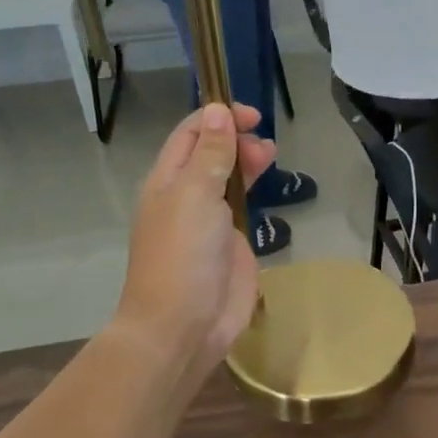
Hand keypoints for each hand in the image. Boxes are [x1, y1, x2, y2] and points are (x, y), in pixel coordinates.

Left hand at [115, 104, 276, 387]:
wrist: (184, 325)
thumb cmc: (183, 256)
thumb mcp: (195, 195)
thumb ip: (210, 154)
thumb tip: (217, 112)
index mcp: (167, 181)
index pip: (190, 135)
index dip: (217, 117)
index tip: (251, 114)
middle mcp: (186, 197)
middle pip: (210, 154)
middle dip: (235, 139)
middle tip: (263, 142)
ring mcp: (209, 223)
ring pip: (228, 180)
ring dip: (246, 162)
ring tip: (270, 156)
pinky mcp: (231, 246)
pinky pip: (242, 210)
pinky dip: (254, 193)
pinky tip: (269, 189)